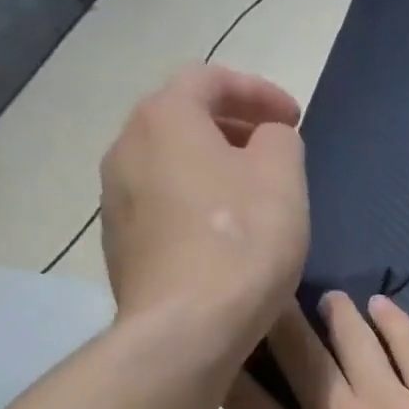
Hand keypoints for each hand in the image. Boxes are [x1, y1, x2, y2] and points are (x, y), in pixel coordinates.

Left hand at [98, 64, 307, 352]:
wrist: (185, 329)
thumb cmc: (241, 245)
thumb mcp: (283, 180)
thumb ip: (280, 140)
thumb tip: (268, 138)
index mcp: (165, 118)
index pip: (210, 79)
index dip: (258, 91)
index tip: (293, 117)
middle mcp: (126, 147)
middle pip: (182, 120)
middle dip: (232, 128)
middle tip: (273, 151)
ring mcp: (115, 199)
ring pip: (169, 166)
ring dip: (210, 169)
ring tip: (249, 196)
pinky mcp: (120, 246)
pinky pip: (162, 207)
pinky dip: (194, 206)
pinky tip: (222, 238)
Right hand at [224, 293, 408, 408]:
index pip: (250, 401)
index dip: (230, 363)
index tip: (226, 336)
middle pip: (299, 354)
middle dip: (278, 317)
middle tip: (272, 293)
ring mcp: (391, 404)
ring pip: (354, 338)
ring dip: (338, 312)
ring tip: (332, 300)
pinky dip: (393, 319)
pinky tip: (382, 304)